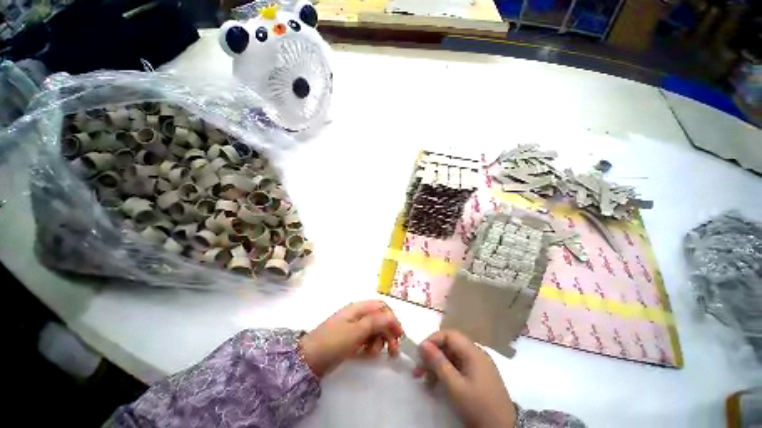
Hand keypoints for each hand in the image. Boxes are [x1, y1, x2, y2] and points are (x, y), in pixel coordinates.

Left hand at [299, 300, 402, 377]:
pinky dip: (370, 345)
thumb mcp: (356, 331)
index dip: (392, 318)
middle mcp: (358, 314)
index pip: (382, 307)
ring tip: (373, 353)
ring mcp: (354, 326)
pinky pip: (366, 338)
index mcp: (359, 308)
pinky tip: (367, 354)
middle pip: (379, 318)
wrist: (308, 359)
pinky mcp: (350, 338)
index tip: (399, 335)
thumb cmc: (333, 342)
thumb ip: (376, 322)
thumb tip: (392, 317)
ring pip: (374, 329)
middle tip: (393, 351)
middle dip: (388, 332)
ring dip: (379, 340)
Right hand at [414, 330, 515, 427]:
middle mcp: (476, 354)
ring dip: (437, 365)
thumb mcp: (455, 386)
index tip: (419, 353)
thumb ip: (438, 363)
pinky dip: (446, 372)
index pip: (449, 335)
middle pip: (450, 346)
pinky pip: (458, 367)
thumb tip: (422, 344)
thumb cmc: (478, 406)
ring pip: (452, 357)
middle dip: (432, 355)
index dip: (433, 340)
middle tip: (419, 369)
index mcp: (473, 352)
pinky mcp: (478, 376)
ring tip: (425, 380)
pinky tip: (437, 383)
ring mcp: (478, 365)